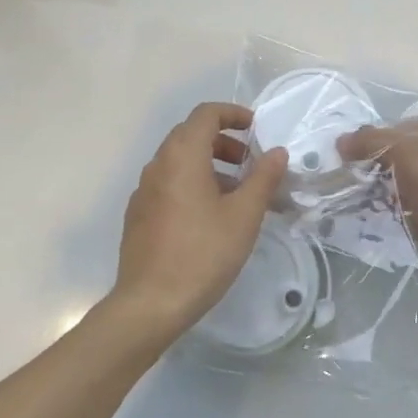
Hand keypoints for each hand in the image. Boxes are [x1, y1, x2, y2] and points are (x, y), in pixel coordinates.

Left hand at [108, 102, 287, 344]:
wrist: (150, 304)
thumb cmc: (203, 253)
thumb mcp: (244, 215)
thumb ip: (263, 178)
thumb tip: (278, 152)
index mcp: (182, 156)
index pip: (206, 114)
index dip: (233, 114)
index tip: (256, 129)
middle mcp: (158, 165)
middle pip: (191, 135)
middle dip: (224, 142)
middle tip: (251, 164)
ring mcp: (144, 191)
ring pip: (179, 162)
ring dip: (210, 165)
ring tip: (237, 195)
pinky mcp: (139, 215)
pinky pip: (169, 184)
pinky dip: (192, 185)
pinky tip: (210, 218)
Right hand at [337, 117, 417, 316]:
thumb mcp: (404, 149)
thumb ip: (371, 141)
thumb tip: (341, 142)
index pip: (401, 128)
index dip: (373, 137)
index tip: (345, 154)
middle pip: (402, 158)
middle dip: (374, 167)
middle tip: (345, 179)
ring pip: (405, 187)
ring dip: (381, 193)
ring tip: (352, 201)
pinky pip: (411, 215)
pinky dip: (393, 217)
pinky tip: (371, 222)